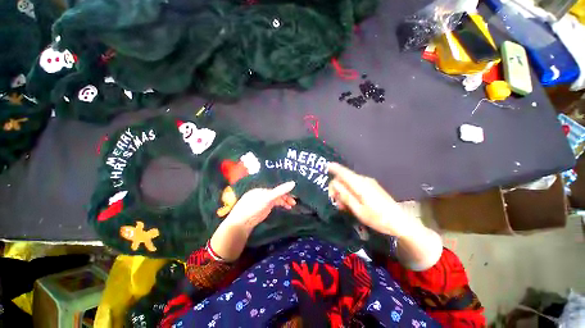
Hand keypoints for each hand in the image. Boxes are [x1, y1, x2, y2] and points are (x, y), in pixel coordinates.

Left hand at [225, 181, 296, 232]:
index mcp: (264, 187)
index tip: (295, 193)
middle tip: (295, 201)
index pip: (277, 186)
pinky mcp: (265, 207)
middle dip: (287, 196)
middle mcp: (265, 192)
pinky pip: (276, 203)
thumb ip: (280, 191)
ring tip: (292, 205)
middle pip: (278, 192)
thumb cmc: (254, 206)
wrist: (243, 222)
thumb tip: (293, 183)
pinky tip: (287, 207)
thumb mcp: (268, 198)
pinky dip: (282, 204)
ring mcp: (265, 200)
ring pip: (277, 198)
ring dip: (285, 201)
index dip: (286, 189)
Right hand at [328, 163, 419, 237]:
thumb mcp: (359, 210)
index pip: (344, 173)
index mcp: (360, 185)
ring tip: (343, 205)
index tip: (326, 166)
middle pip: (345, 177)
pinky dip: (349, 191)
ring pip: (350, 181)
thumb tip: (335, 184)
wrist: (401, 222)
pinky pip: (356, 184)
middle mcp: (364, 180)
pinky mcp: (372, 186)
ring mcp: (369, 183)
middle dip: (337, 187)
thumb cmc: (378, 218)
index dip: (335, 168)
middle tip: (335, 202)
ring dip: (343, 190)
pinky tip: (350, 202)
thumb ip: (346, 196)